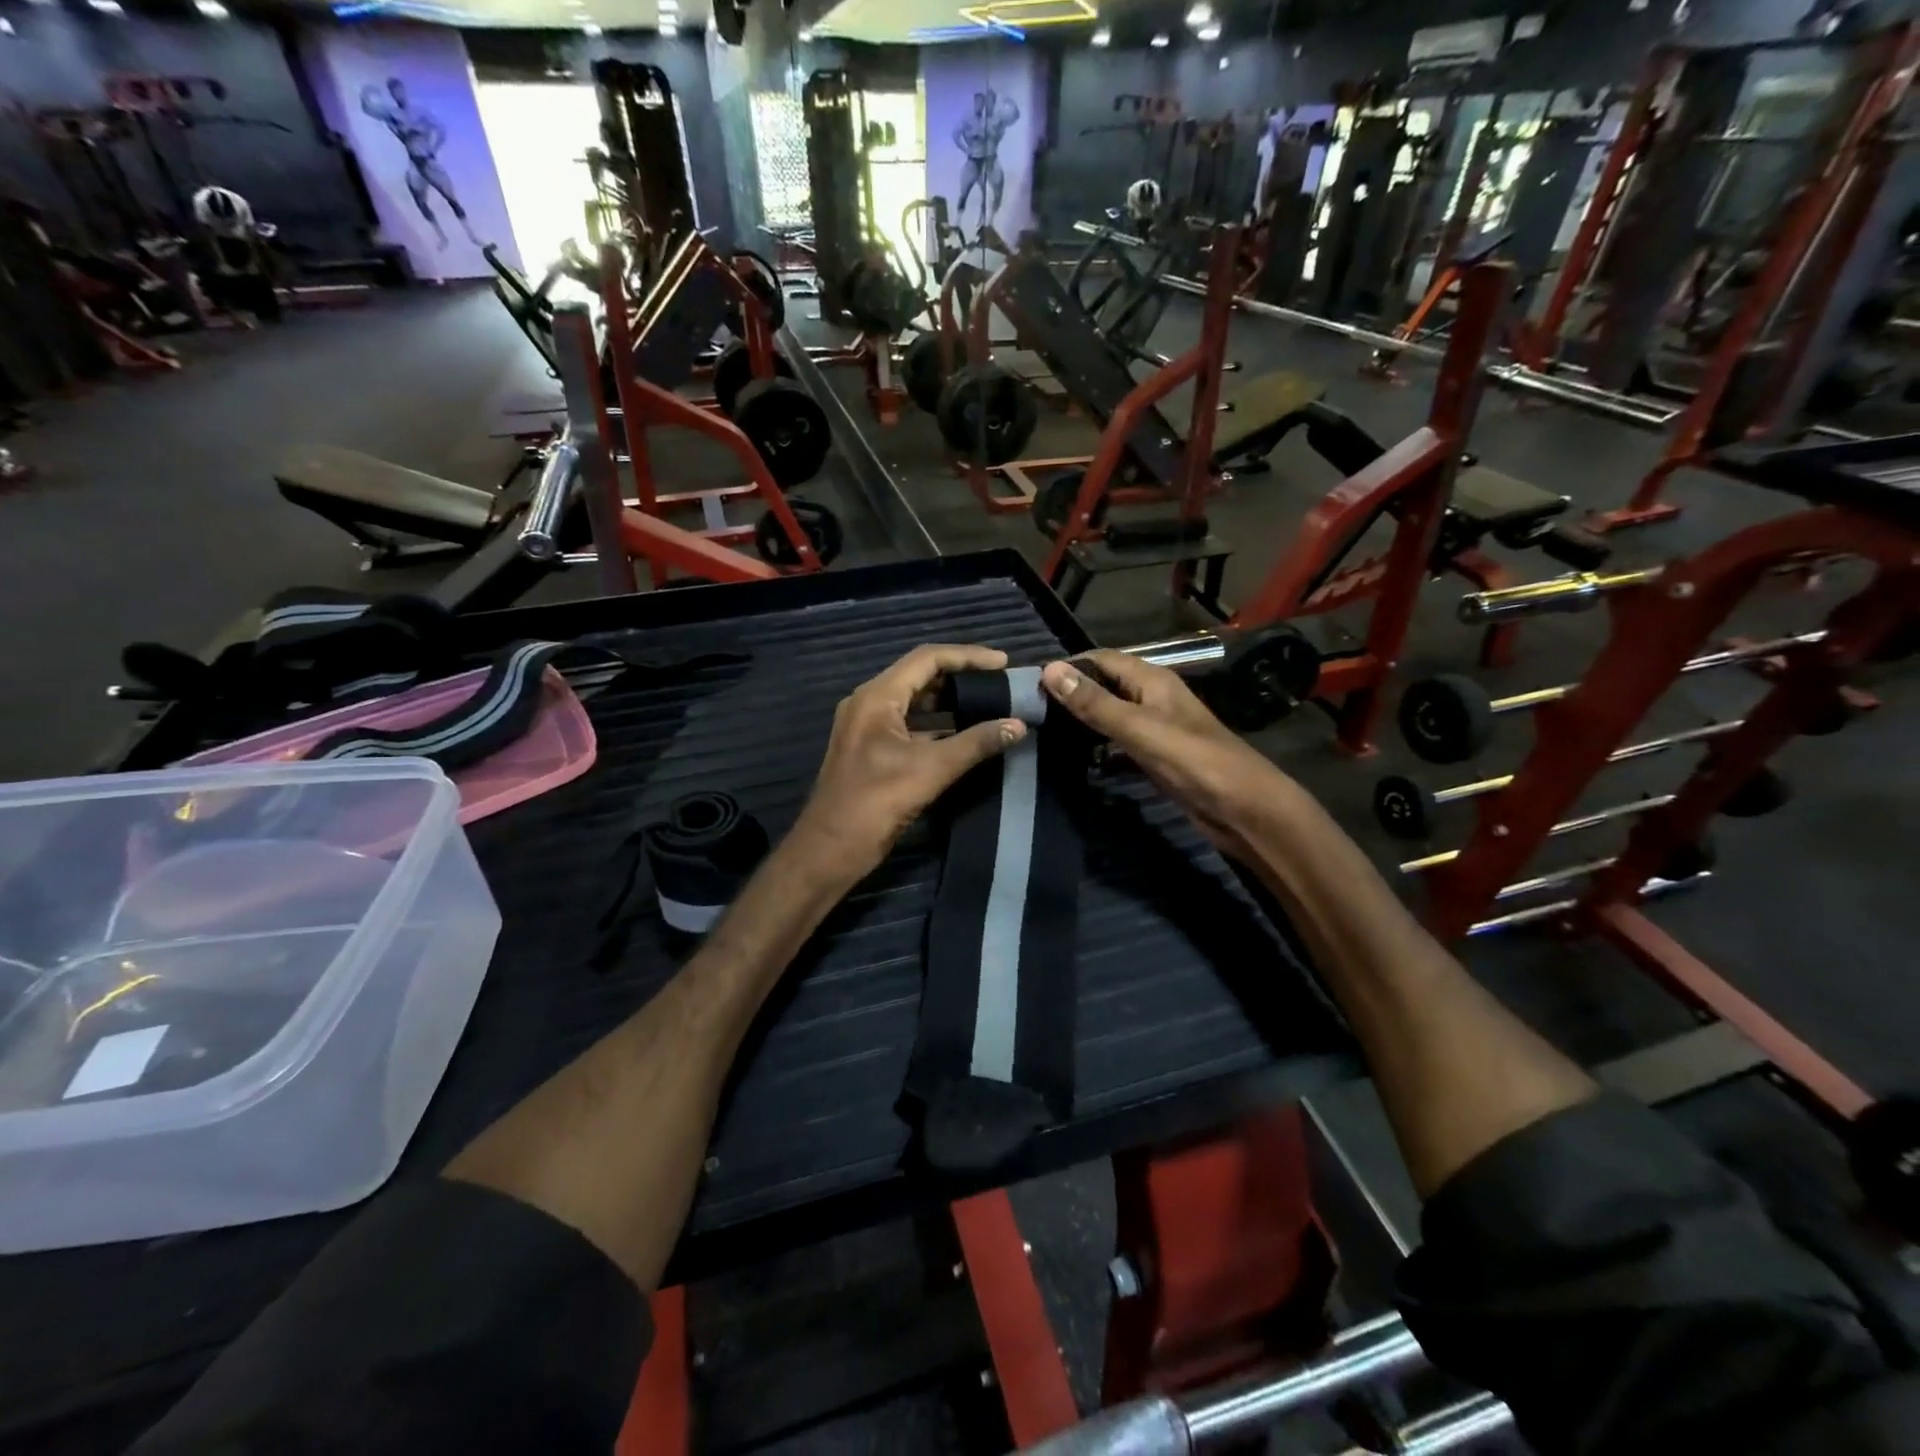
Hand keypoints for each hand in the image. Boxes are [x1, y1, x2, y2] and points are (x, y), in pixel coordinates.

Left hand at [792, 645, 1026, 883]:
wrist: (830, 850)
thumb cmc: (875, 803)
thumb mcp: (930, 770)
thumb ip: (976, 744)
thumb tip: (1018, 725)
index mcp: (876, 697)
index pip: (927, 659)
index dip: (968, 656)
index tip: (1003, 663)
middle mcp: (869, 704)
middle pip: (920, 676)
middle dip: (961, 677)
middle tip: (999, 683)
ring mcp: (868, 728)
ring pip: (915, 703)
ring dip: (950, 702)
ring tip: (990, 704)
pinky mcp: (873, 751)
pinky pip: (911, 726)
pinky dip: (939, 726)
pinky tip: (966, 736)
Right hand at [1039, 652, 1300, 857]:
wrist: (1242, 808)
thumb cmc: (1193, 760)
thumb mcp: (1139, 728)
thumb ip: (1095, 702)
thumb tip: (1050, 669)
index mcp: (1152, 680)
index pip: (1101, 659)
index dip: (1067, 666)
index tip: (1029, 683)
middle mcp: (1152, 698)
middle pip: (1104, 686)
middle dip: (1070, 694)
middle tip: (1029, 711)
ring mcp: (1154, 729)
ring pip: (1109, 717)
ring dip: (1082, 722)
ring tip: (1042, 733)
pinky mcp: (1155, 757)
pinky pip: (1118, 745)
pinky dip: (1097, 749)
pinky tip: (1074, 761)